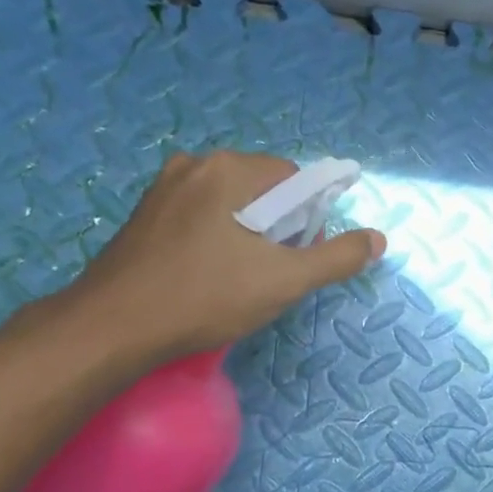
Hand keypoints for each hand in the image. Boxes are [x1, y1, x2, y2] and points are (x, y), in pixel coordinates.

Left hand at [59, 152, 385, 367]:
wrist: (114, 327)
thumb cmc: (205, 296)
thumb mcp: (284, 281)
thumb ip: (337, 257)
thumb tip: (378, 239)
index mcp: (230, 169)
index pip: (295, 181)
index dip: (307, 221)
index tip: (296, 258)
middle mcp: (195, 164)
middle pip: (262, 191)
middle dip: (276, 228)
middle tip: (268, 274)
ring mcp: (163, 188)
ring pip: (229, 205)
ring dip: (245, 236)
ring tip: (237, 280)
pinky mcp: (144, 215)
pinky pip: (199, 217)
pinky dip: (214, 240)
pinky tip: (205, 276)